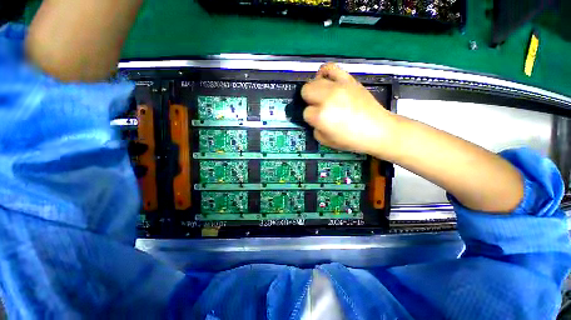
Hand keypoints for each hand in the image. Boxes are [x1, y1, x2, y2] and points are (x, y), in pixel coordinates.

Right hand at [301, 63, 393, 154]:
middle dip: (309, 101)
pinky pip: (330, 68)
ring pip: (314, 80)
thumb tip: (313, 118)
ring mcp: (338, 86)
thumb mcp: (326, 141)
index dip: (311, 118)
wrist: (377, 130)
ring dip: (315, 90)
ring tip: (323, 96)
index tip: (318, 121)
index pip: (306, 112)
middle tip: (318, 108)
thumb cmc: (351, 140)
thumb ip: (315, 129)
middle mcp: (326, 98)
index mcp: (321, 116)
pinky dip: (324, 73)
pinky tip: (327, 81)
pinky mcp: (348, 80)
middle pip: (306, 91)